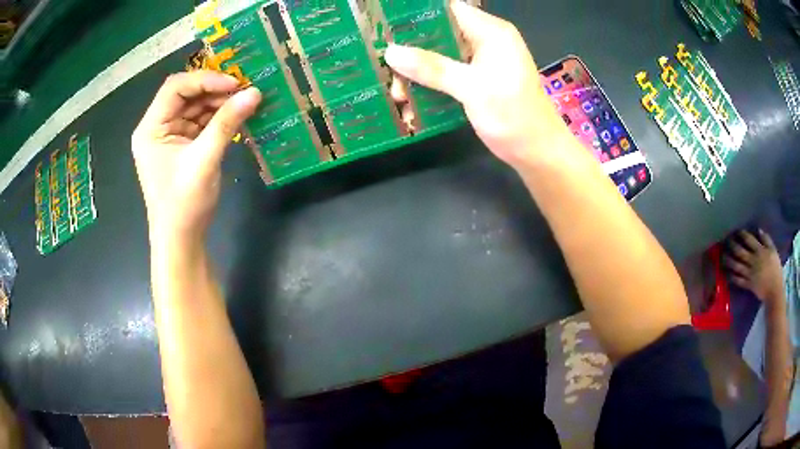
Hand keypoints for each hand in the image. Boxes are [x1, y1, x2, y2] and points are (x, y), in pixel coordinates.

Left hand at [132, 71, 260, 243]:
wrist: (181, 240)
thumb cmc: (183, 204)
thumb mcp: (204, 160)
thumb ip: (227, 123)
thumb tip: (255, 93)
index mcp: (151, 128)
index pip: (175, 88)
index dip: (205, 80)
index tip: (235, 84)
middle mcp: (157, 127)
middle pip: (186, 95)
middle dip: (214, 91)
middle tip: (244, 91)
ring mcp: (169, 136)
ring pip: (195, 107)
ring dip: (219, 104)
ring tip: (245, 103)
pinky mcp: (182, 146)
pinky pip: (200, 123)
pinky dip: (218, 119)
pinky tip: (237, 117)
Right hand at [384, 2, 566, 169]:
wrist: (538, 152)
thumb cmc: (514, 116)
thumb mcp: (472, 89)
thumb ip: (433, 68)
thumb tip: (391, 52)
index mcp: (491, 32)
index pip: (448, 10)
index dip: (416, 17)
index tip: (387, 29)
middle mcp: (486, 42)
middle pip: (440, 34)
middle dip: (412, 51)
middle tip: (387, 68)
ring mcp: (482, 62)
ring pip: (440, 57)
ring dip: (418, 74)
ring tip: (398, 94)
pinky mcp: (478, 81)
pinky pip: (447, 75)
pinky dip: (430, 87)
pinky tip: (413, 104)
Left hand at [724, 230, 783, 303]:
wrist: (774, 290)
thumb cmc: (775, 269)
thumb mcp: (773, 251)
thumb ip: (766, 239)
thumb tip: (758, 229)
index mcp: (760, 251)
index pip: (749, 240)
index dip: (741, 234)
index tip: (735, 230)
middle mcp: (753, 261)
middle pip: (740, 252)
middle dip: (732, 245)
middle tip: (726, 240)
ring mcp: (750, 274)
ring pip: (737, 266)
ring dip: (729, 261)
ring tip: (722, 256)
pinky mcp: (748, 285)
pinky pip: (738, 280)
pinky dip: (731, 276)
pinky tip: (726, 272)